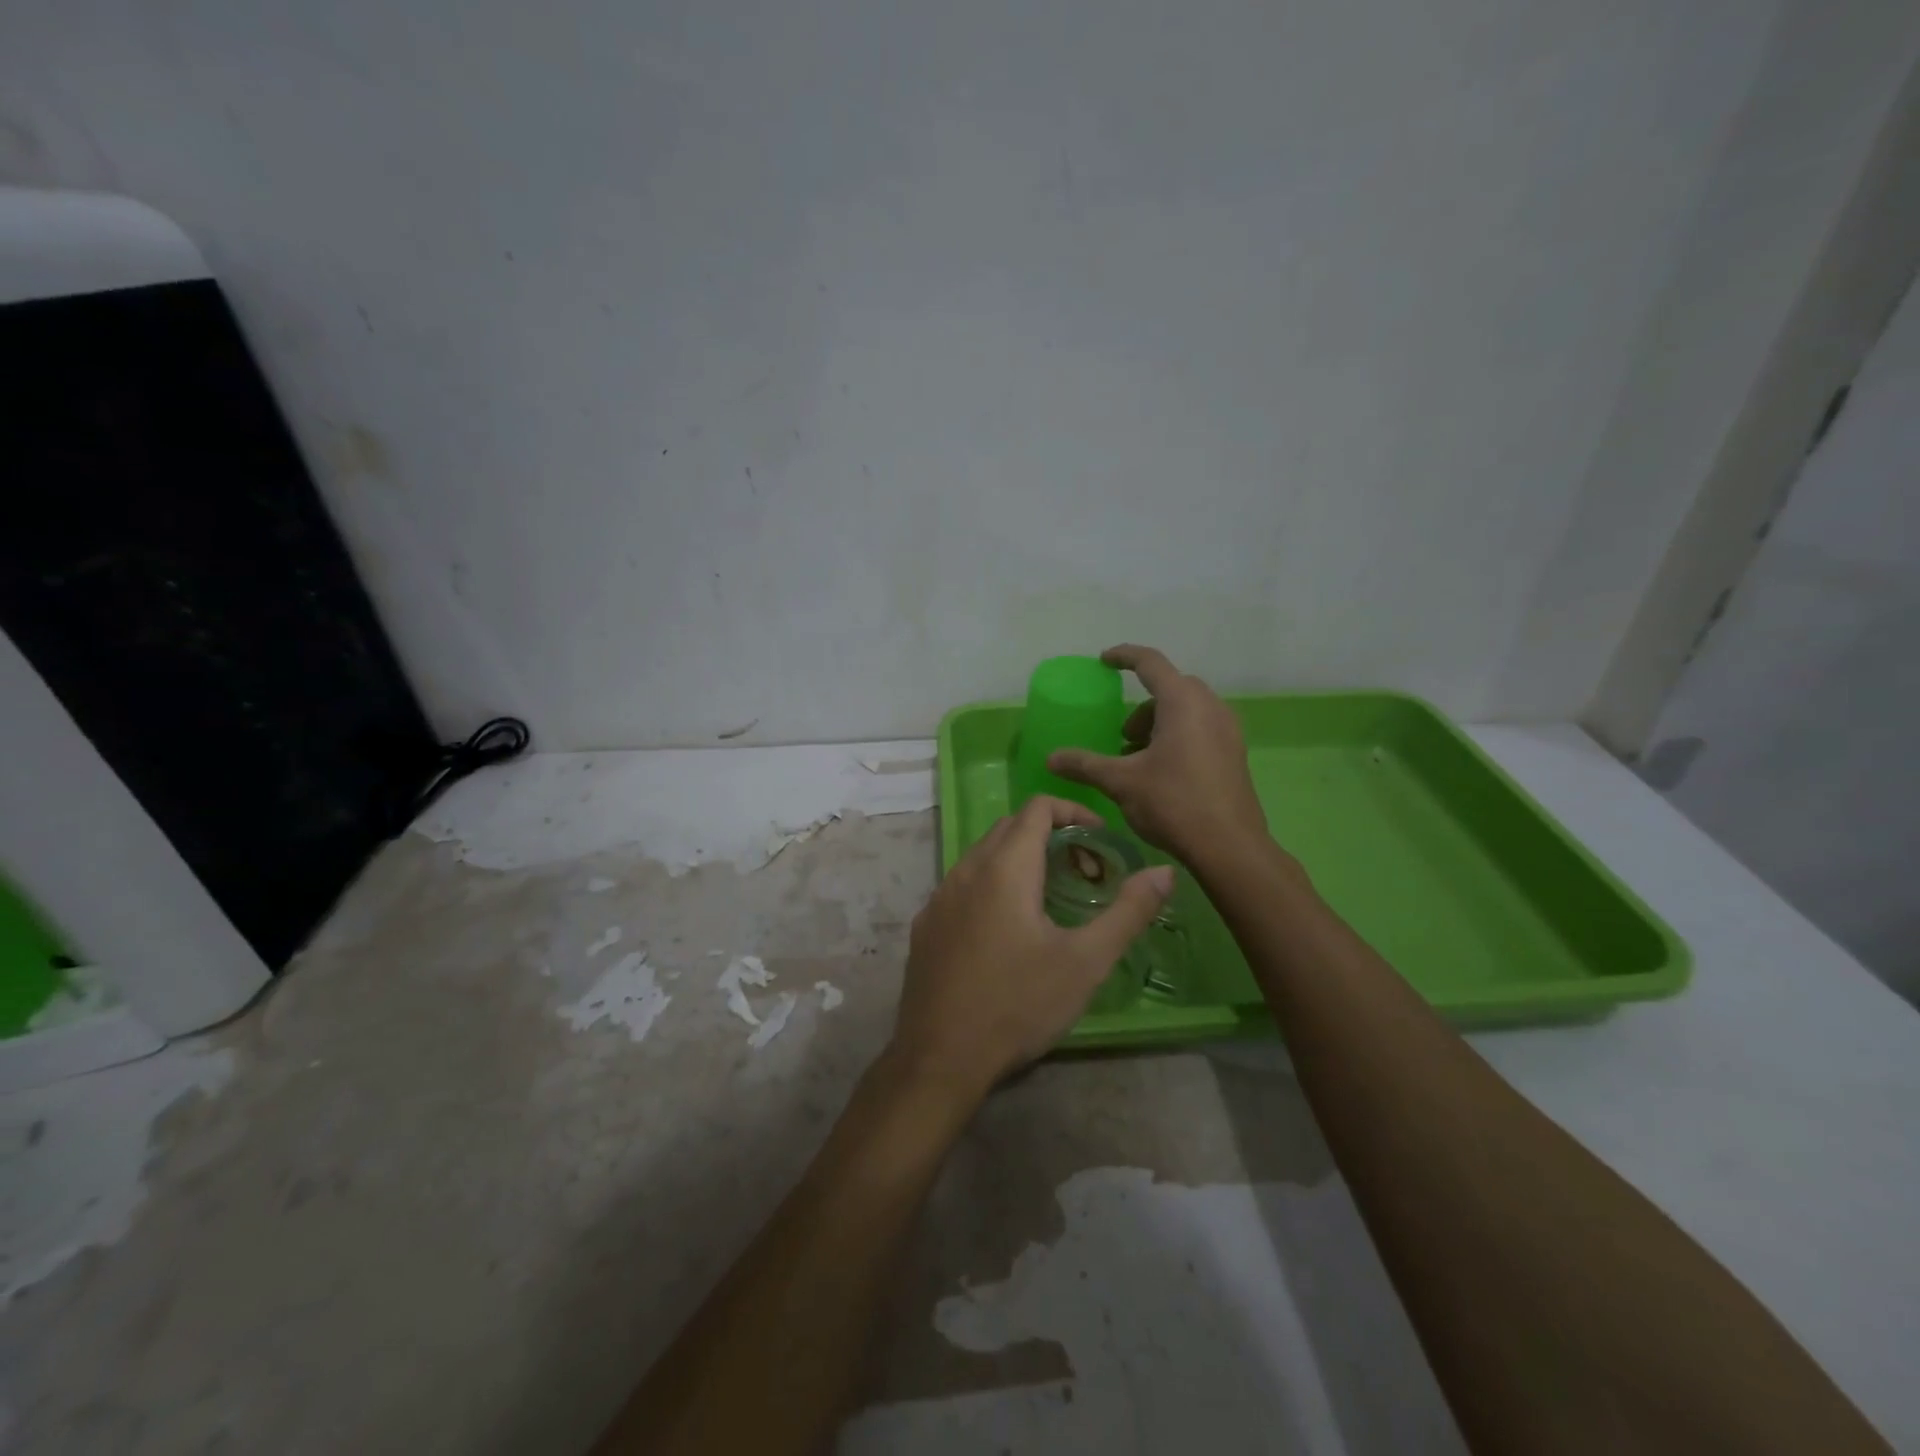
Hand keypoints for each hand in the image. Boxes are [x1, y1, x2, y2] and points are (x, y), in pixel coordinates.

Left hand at [889, 795, 1173, 1097]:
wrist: (940, 1058)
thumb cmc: (1018, 1005)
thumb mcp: (1085, 962)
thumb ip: (1128, 912)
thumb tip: (1164, 871)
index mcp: (1004, 868)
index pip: (1037, 808)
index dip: (1072, 811)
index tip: (1100, 839)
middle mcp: (966, 870)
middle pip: (1009, 827)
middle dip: (1049, 835)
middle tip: (1083, 871)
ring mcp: (939, 896)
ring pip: (983, 855)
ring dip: (1018, 859)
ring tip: (1049, 897)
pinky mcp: (926, 924)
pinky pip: (962, 884)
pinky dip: (991, 884)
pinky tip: (1006, 928)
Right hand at [1047, 644, 1268, 862]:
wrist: (1229, 847)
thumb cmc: (1173, 803)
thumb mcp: (1121, 782)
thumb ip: (1085, 764)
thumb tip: (1051, 758)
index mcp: (1182, 702)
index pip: (1150, 663)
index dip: (1124, 656)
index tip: (1104, 660)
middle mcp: (1210, 707)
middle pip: (1171, 688)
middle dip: (1141, 705)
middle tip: (1122, 734)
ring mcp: (1227, 730)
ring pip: (1188, 709)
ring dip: (1159, 722)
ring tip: (1138, 758)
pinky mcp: (1234, 752)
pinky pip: (1201, 727)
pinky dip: (1177, 735)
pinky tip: (1162, 771)